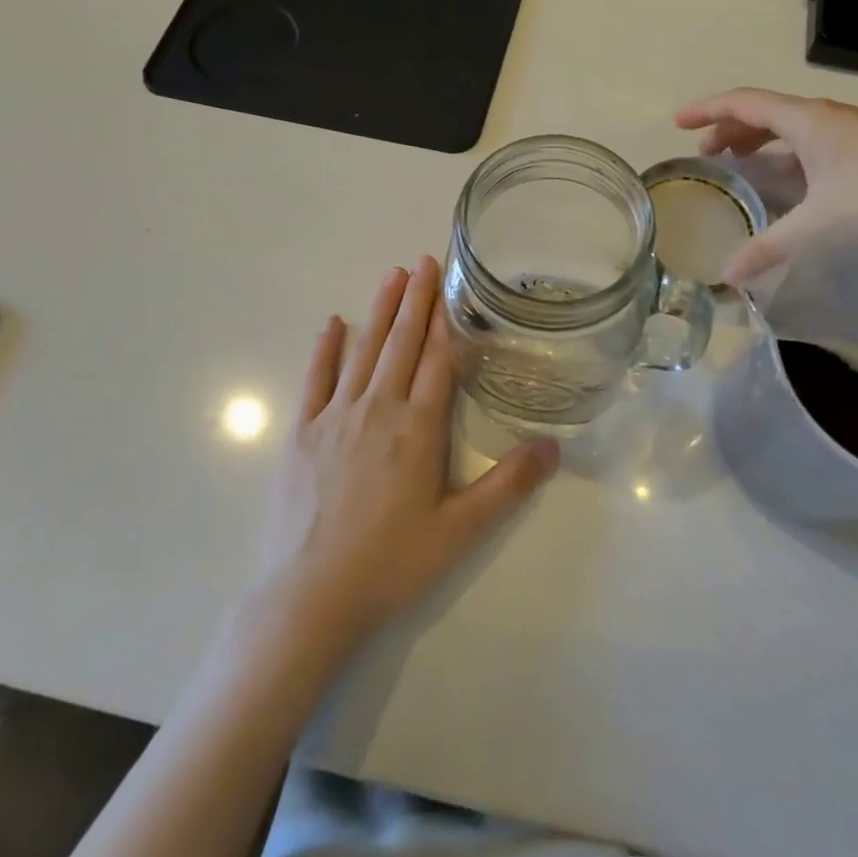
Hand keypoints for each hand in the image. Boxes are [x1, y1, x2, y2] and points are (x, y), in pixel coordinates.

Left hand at [253, 257, 559, 657]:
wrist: (310, 597)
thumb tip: (555, 447)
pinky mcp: (302, 432)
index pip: (437, 361)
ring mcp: (335, 417)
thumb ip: (508, 486)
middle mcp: (378, 409)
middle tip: (424, 259)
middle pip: (402, 344)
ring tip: (392, 275)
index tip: (450, 285)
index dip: (446, 321)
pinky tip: (333, 323)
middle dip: (416, 300)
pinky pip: (316, 379)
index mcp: (418, 428)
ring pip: (364, 351)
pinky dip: (326, 348)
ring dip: (380, 311)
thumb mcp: (460, 531)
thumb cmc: (390, 563)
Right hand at [675, 87, 857, 285]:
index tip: (678, 121)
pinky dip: (786, 157)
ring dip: (759, 142)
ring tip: (739, 165)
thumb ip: (769, 247)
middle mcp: (824, 117)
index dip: (707, 110)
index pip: (743, 103)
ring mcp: (849, 131)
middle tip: (705, 154)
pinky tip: (789, 185)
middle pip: (764, 113)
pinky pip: (810, 143)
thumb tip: (728, 276)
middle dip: (729, 130)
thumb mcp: (819, 224)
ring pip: (790, 129)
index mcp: (805, 120)